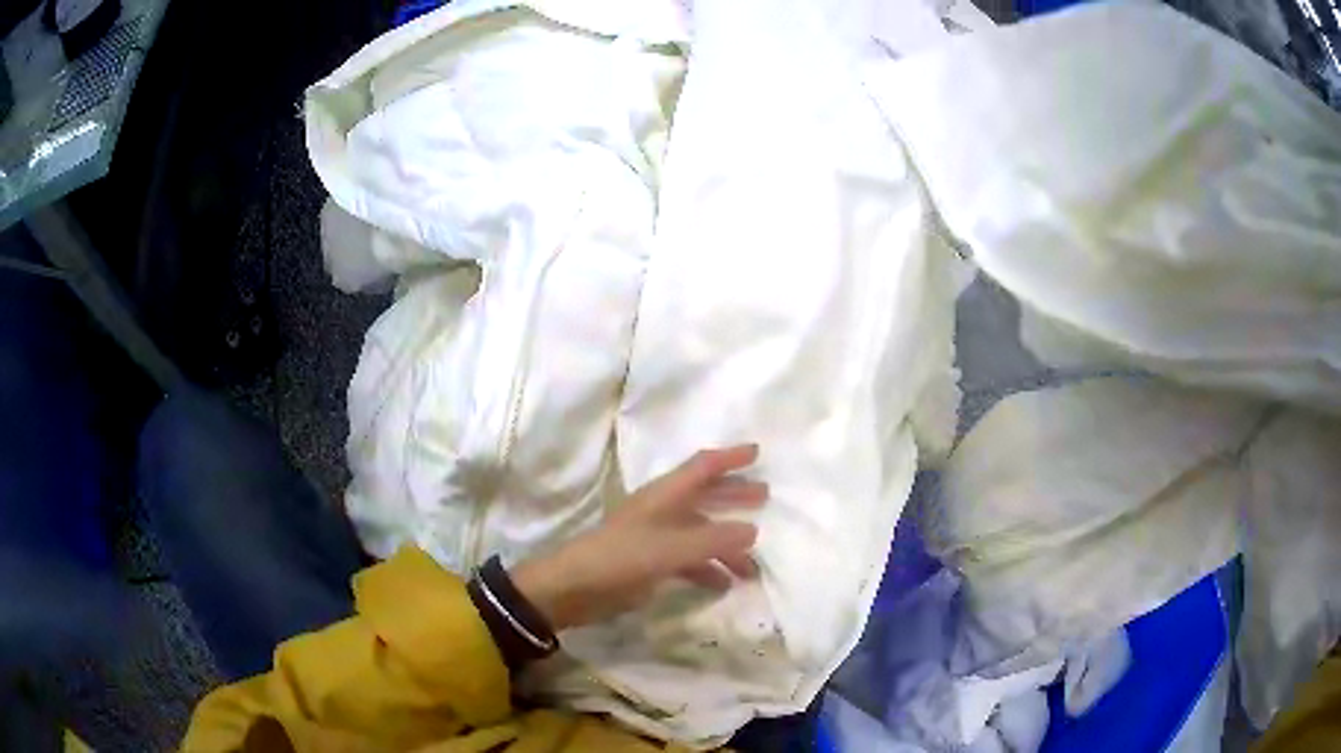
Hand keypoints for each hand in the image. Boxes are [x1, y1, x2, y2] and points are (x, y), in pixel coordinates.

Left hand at [511, 445, 766, 630]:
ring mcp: (656, 538)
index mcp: (664, 496)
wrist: (574, 588)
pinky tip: (725, 584)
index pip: (702, 467)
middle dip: (734, 496)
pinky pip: (689, 560)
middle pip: (705, 496)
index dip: (729, 457)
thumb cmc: (620, 558)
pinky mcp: (651, 563)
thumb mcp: (670, 549)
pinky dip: (709, 569)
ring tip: (754, 563)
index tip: (758, 453)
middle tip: (765, 498)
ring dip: (727, 544)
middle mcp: (662, 511)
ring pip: (701, 533)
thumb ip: (713, 540)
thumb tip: (753, 530)